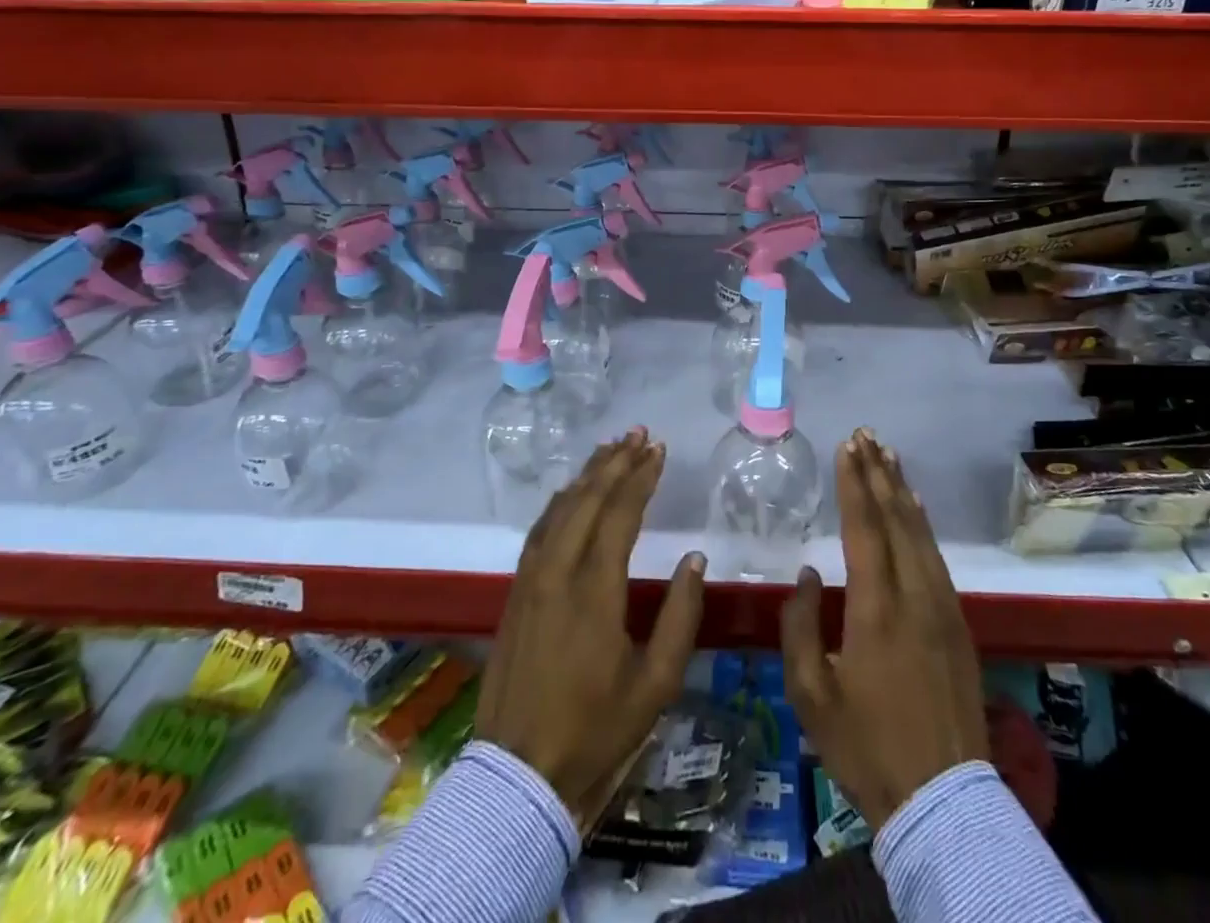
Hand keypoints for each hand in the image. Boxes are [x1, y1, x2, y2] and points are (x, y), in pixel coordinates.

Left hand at [477, 428, 705, 825]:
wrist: (520, 776)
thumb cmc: (596, 730)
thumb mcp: (656, 684)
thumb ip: (680, 617)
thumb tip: (694, 560)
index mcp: (595, 591)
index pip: (620, 514)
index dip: (641, 477)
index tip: (659, 450)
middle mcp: (558, 573)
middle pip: (587, 500)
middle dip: (615, 462)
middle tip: (638, 434)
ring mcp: (530, 581)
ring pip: (559, 510)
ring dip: (586, 476)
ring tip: (610, 450)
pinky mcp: (515, 594)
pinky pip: (539, 530)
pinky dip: (559, 502)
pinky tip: (570, 493)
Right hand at [780, 430, 988, 829]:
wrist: (942, 800)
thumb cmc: (867, 746)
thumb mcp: (811, 695)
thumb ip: (799, 627)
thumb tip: (808, 575)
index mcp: (876, 608)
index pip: (864, 528)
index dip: (854, 484)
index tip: (847, 447)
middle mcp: (914, 595)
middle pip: (896, 519)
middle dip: (879, 473)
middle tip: (867, 435)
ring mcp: (942, 607)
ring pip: (920, 533)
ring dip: (902, 491)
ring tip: (889, 456)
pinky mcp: (958, 624)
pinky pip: (937, 557)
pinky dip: (923, 524)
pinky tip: (915, 509)